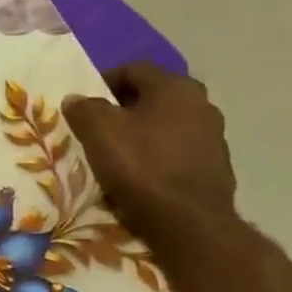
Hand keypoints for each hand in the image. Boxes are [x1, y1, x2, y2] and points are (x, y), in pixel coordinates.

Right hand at [63, 62, 237, 245]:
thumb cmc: (140, 166)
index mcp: (176, 88)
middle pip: (152, 97)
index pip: (133, 69)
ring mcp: (213, 137)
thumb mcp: (98, 131)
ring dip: (140, 132)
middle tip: (95, 126)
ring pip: (165, 124)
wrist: (187, 222)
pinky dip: (156, 155)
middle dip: (122, 108)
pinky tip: (137, 174)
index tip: (83, 102)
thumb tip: (76, 98)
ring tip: (114, 153)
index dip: (103, 81)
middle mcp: (202, 105)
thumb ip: (84, 108)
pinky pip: (176, 151)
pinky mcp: (214, 166)